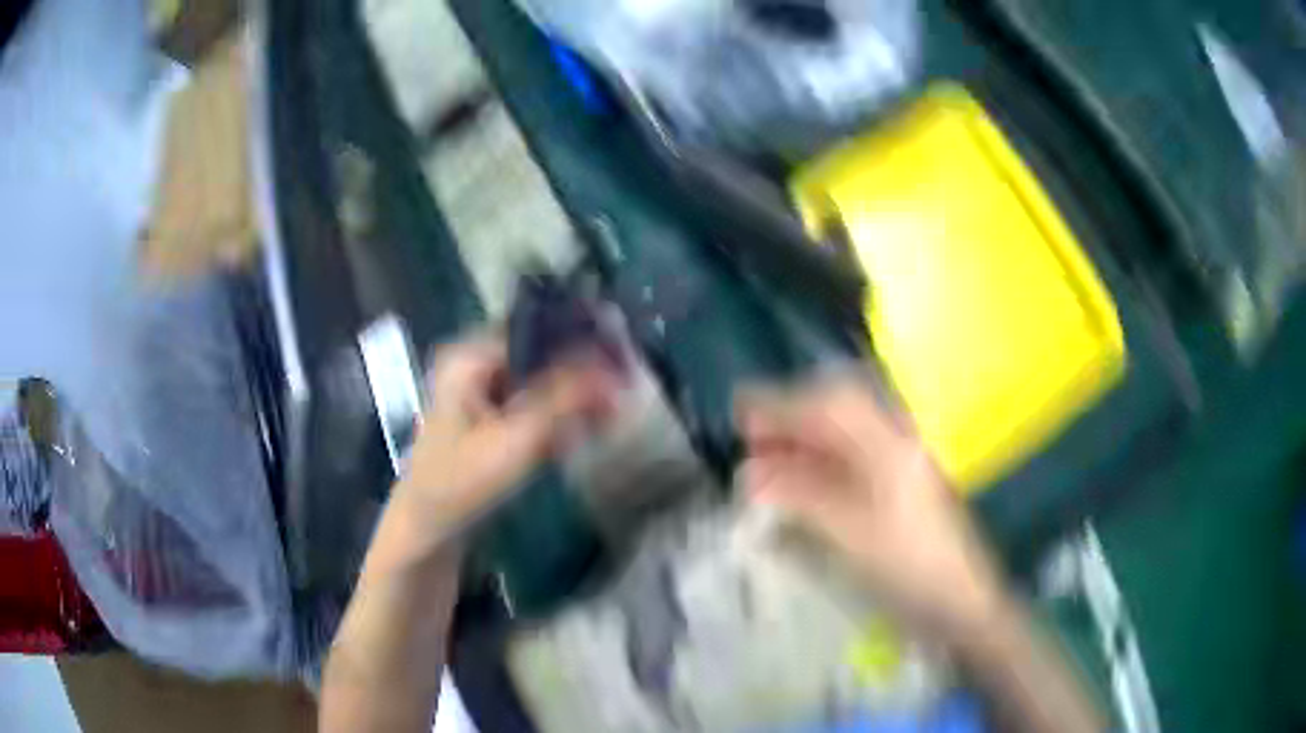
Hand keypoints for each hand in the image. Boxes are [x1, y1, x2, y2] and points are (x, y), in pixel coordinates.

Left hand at [389, 335, 615, 556]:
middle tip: (624, 387)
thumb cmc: (461, 485)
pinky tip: (589, 427)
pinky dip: (559, 414)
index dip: (580, 340)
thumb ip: (562, 403)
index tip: (622, 357)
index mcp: (470, 358)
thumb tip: (613, 371)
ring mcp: (482, 390)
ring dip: (575, 396)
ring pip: (541, 381)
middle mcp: (475, 364)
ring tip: (615, 409)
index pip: (536, 333)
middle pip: (540, 355)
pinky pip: (533, 404)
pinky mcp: (491, 416)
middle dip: (582, 372)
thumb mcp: (513, 443)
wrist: (430, 529)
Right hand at [736, 374, 1007, 635]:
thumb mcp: (849, 535)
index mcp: (891, 446)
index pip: (830, 406)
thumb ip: (801, 497)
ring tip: (765, 456)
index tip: (741, 410)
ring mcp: (903, 461)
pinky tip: (799, 477)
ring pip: (845, 435)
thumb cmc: (907, 568)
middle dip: (792, 416)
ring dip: (804, 439)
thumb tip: (752, 474)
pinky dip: (821, 462)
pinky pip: (854, 458)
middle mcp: (899, 441)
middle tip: (750, 434)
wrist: (959, 600)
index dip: (783, 403)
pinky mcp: (901, 483)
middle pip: (839, 411)